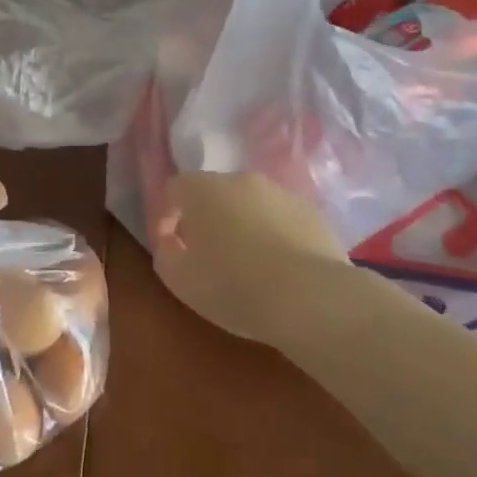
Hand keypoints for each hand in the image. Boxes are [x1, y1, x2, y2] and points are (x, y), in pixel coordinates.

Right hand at [152, 172, 349, 344]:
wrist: (309, 297)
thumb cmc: (233, 286)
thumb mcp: (180, 280)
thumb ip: (165, 253)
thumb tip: (169, 240)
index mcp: (204, 190)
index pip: (175, 188)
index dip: (167, 214)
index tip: (170, 244)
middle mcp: (242, 180)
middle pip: (215, 192)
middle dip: (207, 218)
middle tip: (208, 254)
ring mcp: (281, 192)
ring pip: (252, 204)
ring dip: (243, 224)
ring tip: (248, 262)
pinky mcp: (312, 211)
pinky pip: (282, 218)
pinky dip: (275, 234)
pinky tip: (280, 266)